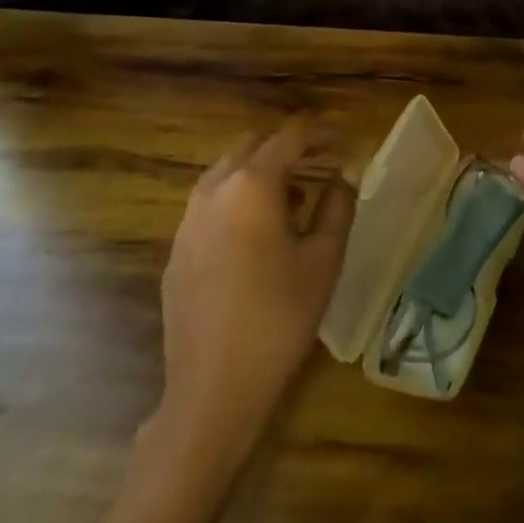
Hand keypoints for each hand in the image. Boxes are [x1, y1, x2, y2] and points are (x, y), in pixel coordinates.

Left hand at [151, 119, 354, 454]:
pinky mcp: (177, 248)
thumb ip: (338, 206)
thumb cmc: (280, 318)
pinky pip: (211, 203)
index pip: (291, 136)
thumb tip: (343, 176)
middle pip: (253, 145)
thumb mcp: (324, 259)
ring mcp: (188, 219)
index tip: (346, 145)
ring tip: (295, 200)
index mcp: (252, 185)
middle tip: (321, 165)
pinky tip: (259, 235)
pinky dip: (239, 199)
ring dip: (262, 172)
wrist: (213, 387)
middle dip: (289, 147)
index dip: (323, 134)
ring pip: (227, 172)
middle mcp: (213, 190)